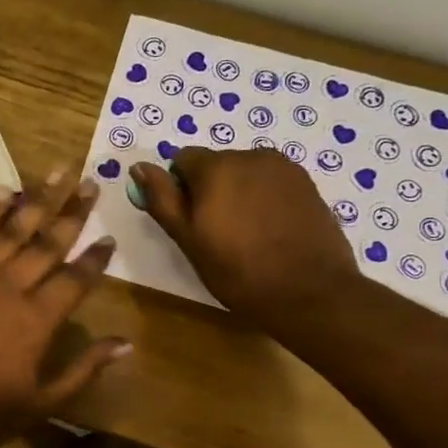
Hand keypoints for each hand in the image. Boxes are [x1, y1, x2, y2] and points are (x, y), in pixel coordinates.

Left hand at [0, 173, 130, 447]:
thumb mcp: (42, 403)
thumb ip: (84, 369)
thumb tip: (126, 343)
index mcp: (36, 319)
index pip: (75, 278)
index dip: (96, 257)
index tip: (110, 236)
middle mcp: (8, 287)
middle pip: (47, 242)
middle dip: (73, 211)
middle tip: (91, 182)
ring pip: (10, 229)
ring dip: (36, 199)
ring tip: (57, 172)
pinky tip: (2, 192)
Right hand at [130, 148, 357, 326]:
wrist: (308, 291)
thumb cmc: (237, 270)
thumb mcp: (187, 239)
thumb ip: (162, 199)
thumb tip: (139, 167)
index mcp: (216, 167)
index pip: (182, 159)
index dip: (179, 188)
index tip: (189, 221)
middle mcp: (250, 156)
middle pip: (215, 164)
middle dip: (209, 189)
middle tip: (216, 233)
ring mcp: (284, 168)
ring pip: (244, 172)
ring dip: (237, 193)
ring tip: (246, 233)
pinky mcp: (307, 183)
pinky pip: (270, 182)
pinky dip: (263, 199)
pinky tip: (269, 231)